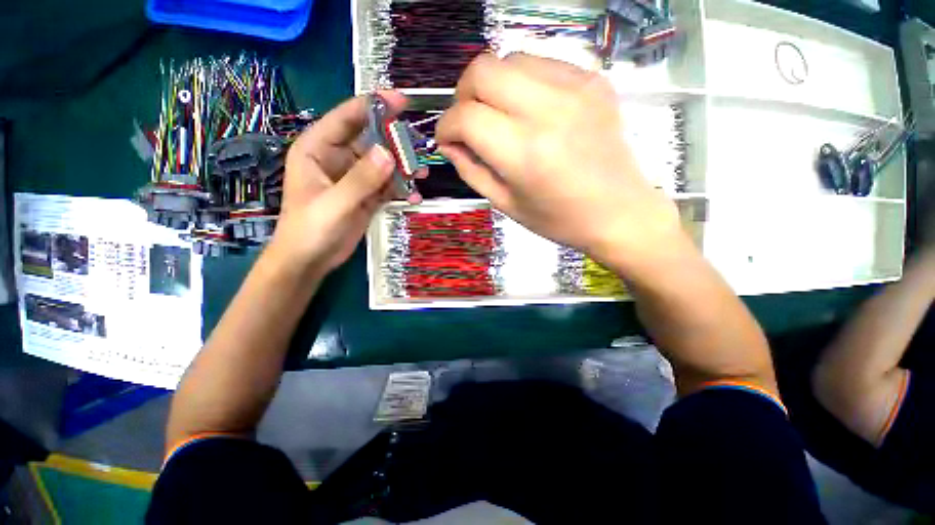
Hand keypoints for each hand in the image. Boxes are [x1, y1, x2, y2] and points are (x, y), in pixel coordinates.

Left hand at [270, 91, 422, 276]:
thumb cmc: (311, 229)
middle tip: (420, 146)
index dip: (374, 106)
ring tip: (421, 174)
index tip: (402, 101)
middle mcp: (337, 158)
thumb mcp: (335, 203)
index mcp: (318, 149)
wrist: (310, 260)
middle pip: (371, 140)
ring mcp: (355, 178)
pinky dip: (401, 189)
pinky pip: (388, 186)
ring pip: (383, 164)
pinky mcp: (366, 195)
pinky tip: (414, 196)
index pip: (347, 118)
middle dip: (395, 142)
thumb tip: (389, 153)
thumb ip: (361, 179)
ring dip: (402, 168)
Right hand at [436, 53, 686, 276]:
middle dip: (464, 94)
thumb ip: (470, 170)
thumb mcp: (506, 204)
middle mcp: (548, 110)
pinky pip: (541, 64)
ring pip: (510, 59)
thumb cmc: (559, 219)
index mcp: (524, 153)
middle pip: (482, 70)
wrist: (619, 212)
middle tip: (469, 122)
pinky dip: (523, 83)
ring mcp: (575, 88)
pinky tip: (529, 110)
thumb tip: (449, 144)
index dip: (446, 126)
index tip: (447, 140)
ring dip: (492, 86)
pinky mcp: (592, 81)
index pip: (466, 117)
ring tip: (499, 116)